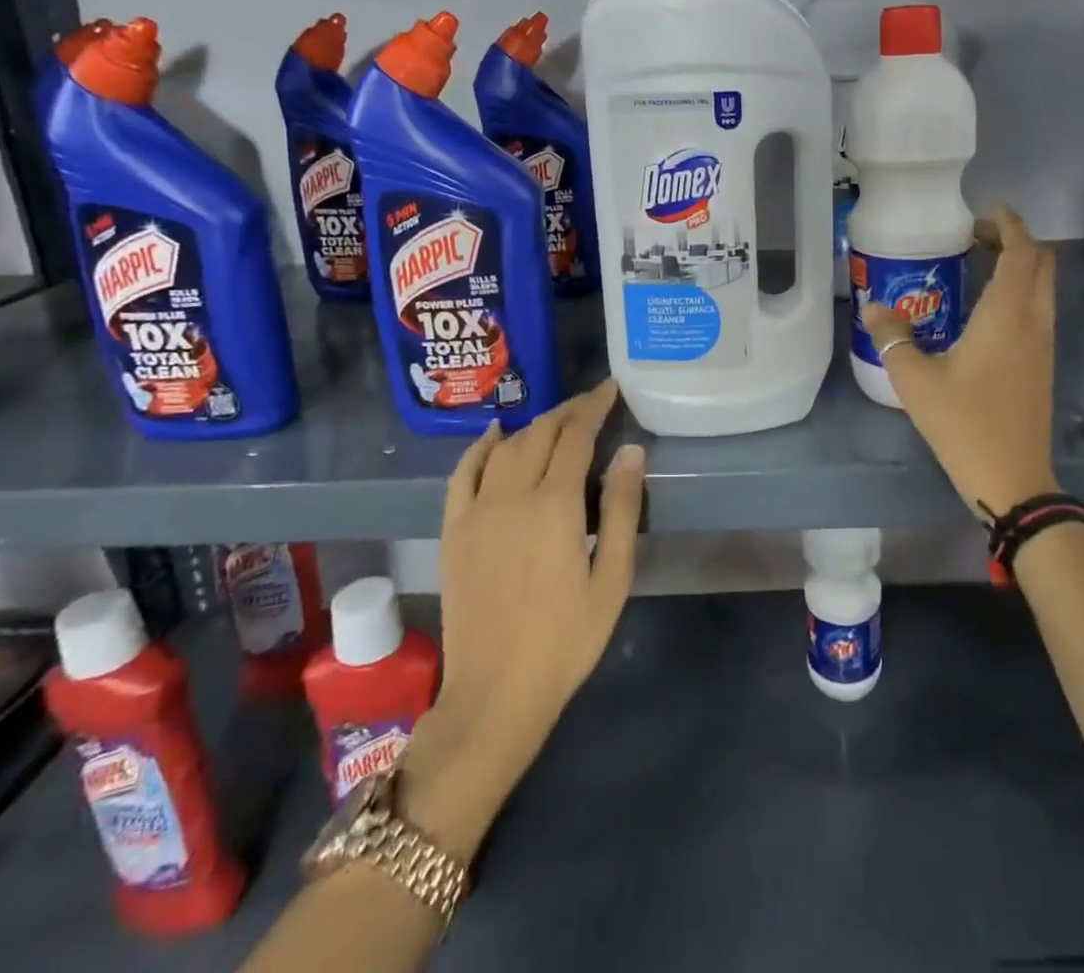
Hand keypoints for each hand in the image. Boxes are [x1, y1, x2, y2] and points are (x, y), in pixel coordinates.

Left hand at [400, 380, 644, 856]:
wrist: (494, 694)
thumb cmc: (566, 640)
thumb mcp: (611, 578)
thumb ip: (621, 509)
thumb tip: (630, 450)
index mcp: (554, 505)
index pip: (575, 435)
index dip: (594, 407)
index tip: (611, 390)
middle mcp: (511, 495)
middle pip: (540, 433)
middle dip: (568, 411)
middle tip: (592, 402)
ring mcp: (475, 511)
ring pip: (505, 447)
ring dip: (533, 425)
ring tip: (557, 421)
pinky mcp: (453, 530)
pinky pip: (463, 473)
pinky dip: (479, 447)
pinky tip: (494, 434)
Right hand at [859, 206, 1058, 522]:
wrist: (1012, 478)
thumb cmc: (964, 422)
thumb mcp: (915, 379)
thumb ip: (893, 337)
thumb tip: (874, 307)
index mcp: (1008, 315)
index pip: (1022, 252)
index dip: (1010, 224)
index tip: (987, 209)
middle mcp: (1034, 322)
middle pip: (1040, 264)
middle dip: (1014, 241)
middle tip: (975, 237)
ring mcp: (1043, 346)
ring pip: (1042, 288)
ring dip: (1018, 267)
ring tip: (976, 265)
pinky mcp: (1042, 366)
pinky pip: (1037, 311)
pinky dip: (1018, 293)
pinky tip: (983, 310)